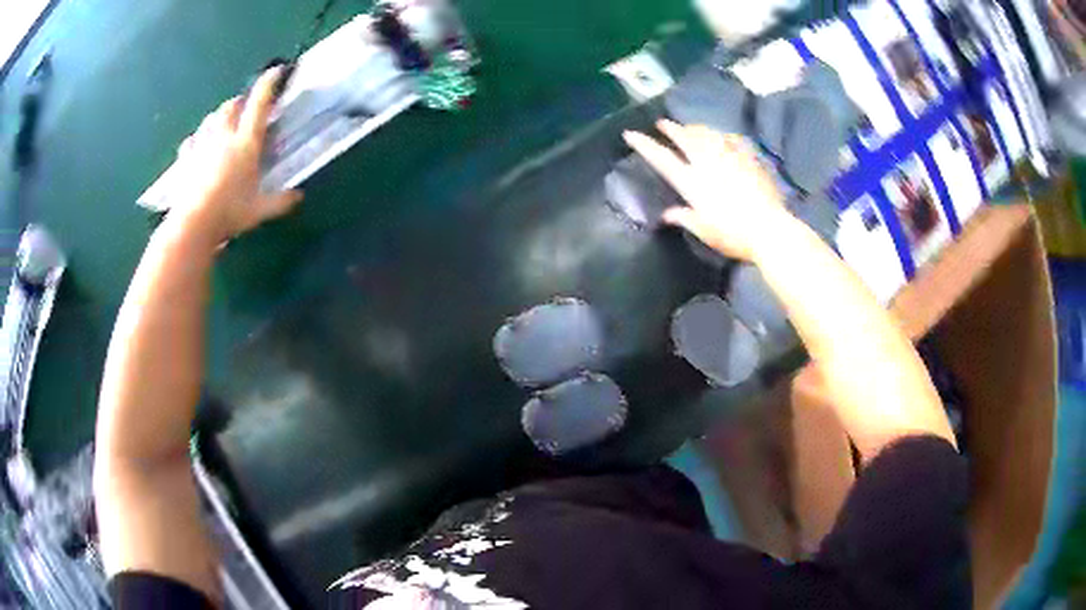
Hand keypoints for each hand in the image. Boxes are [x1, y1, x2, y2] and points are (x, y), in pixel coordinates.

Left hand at [171, 67, 302, 244]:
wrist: (192, 225)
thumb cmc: (228, 213)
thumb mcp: (260, 210)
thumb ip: (280, 201)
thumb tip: (299, 196)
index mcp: (246, 142)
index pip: (260, 103)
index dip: (269, 83)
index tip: (277, 70)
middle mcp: (224, 136)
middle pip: (231, 105)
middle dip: (240, 101)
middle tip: (246, 108)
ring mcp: (202, 146)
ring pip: (211, 118)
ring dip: (219, 116)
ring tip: (223, 124)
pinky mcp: (186, 160)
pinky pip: (191, 141)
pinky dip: (197, 139)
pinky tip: (198, 146)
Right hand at [624, 120, 795, 260]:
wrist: (769, 228)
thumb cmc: (733, 234)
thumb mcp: (704, 230)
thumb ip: (684, 217)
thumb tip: (666, 214)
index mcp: (692, 182)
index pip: (662, 159)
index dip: (644, 145)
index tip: (630, 134)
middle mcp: (707, 163)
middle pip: (685, 138)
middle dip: (671, 128)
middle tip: (663, 123)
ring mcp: (729, 157)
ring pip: (707, 134)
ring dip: (695, 128)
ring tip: (690, 127)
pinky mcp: (748, 158)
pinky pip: (730, 139)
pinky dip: (721, 135)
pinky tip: (721, 136)